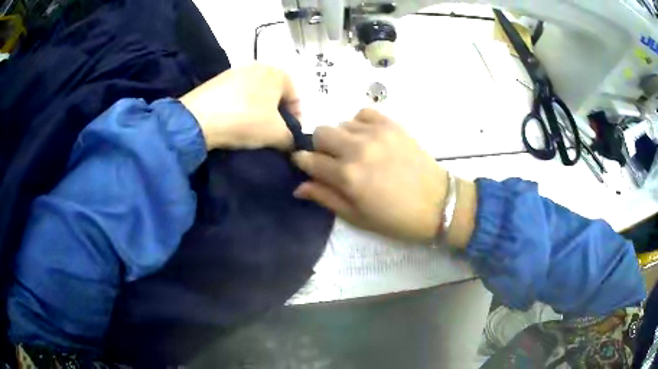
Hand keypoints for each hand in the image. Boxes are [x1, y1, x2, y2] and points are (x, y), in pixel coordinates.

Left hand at [180, 64, 299, 150]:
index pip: (296, 97)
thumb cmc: (246, 120)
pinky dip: (239, 109)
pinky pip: (236, 96)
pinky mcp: (216, 80)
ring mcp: (235, 72)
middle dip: (276, 115)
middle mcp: (258, 66)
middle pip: (274, 94)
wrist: (198, 118)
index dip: (296, 119)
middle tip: (271, 134)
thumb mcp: (277, 134)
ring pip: (255, 94)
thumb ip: (291, 138)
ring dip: (257, 112)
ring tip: (250, 130)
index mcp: (278, 73)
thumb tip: (290, 142)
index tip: (289, 137)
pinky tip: (233, 122)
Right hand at [293, 109, 476, 245]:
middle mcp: (357, 149)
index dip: (302, 162)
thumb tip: (299, 186)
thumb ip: (326, 197)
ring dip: (341, 138)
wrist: (438, 204)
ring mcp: (376, 133)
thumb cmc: (396, 218)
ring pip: (340, 123)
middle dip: (319, 147)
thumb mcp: (357, 217)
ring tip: (355, 152)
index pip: (309, 160)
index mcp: (347, 176)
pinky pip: (363, 113)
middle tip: (332, 161)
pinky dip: (359, 124)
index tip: (304, 165)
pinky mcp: (392, 124)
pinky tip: (368, 138)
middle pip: (320, 133)